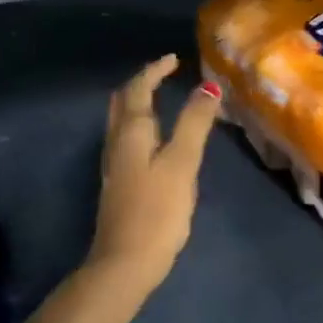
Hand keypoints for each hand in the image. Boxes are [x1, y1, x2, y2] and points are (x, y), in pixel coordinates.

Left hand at [87, 55, 220, 297]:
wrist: (125, 263)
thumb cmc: (157, 211)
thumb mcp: (182, 164)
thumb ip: (194, 124)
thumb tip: (208, 87)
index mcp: (131, 133)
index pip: (138, 90)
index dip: (154, 71)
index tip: (174, 59)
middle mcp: (116, 143)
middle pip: (122, 103)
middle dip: (141, 84)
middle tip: (164, 75)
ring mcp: (115, 166)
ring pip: (121, 123)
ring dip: (139, 105)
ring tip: (163, 100)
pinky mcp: (119, 185)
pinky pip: (127, 141)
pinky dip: (141, 127)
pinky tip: (155, 141)